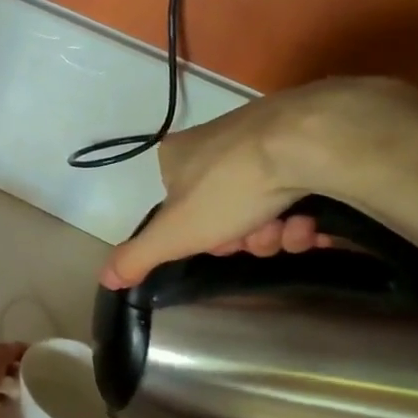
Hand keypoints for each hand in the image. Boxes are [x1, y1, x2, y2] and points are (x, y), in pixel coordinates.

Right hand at [100, 77, 417, 287]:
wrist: (304, 142)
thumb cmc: (228, 187)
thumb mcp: (174, 233)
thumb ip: (138, 257)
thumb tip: (105, 279)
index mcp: (175, 156)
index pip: (178, 206)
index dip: (200, 235)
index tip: (218, 242)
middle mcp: (213, 142)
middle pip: (225, 210)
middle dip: (246, 236)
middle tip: (258, 237)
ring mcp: (259, 138)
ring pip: (263, 205)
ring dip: (278, 230)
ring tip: (291, 226)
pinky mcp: (302, 140)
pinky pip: (297, 188)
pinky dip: (304, 212)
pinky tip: (313, 218)